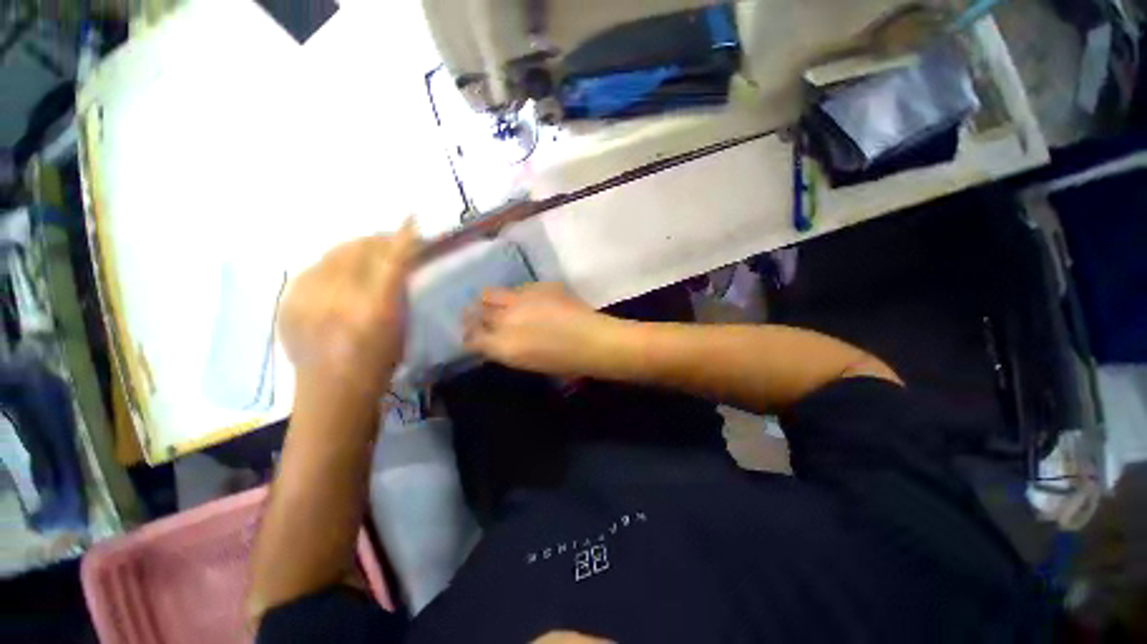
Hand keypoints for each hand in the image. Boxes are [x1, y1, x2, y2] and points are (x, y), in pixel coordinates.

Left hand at [278, 221, 419, 400]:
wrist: (332, 392)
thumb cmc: (379, 362)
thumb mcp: (401, 327)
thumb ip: (402, 291)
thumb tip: (403, 259)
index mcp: (374, 311)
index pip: (390, 261)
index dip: (401, 238)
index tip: (412, 220)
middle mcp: (337, 301)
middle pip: (358, 251)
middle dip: (377, 240)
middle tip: (391, 242)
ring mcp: (306, 300)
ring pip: (333, 255)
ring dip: (355, 249)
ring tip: (367, 254)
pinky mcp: (287, 303)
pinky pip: (314, 268)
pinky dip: (332, 264)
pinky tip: (341, 274)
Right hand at [463, 283, 622, 376]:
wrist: (594, 341)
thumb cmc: (565, 363)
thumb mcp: (527, 363)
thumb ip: (505, 349)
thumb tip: (494, 340)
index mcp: (503, 346)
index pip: (471, 338)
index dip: (469, 337)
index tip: (472, 336)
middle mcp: (506, 319)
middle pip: (475, 311)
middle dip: (474, 315)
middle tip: (481, 318)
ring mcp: (521, 299)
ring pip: (490, 293)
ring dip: (490, 301)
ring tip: (499, 305)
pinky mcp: (537, 286)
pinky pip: (518, 288)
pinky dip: (516, 296)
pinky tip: (529, 301)